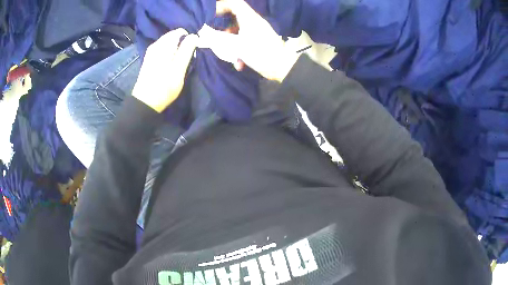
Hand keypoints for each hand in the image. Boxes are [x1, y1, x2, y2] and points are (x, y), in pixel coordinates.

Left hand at [132, 28, 197, 112]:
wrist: (145, 102)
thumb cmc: (164, 86)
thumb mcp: (179, 68)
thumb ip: (187, 50)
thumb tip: (194, 35)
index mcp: (164, 45)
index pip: (180, 31)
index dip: (189, 38)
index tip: (193, 50)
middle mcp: (156, 44)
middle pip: (173, 36)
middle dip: (183, 43)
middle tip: (187, 57)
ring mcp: (151, 51)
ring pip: (168, 42)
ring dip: (176, 48)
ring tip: (180, 61)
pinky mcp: (149, 58)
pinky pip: (163, 48)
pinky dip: (169, 52)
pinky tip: (171, 62)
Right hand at [198, 0, 298, 82]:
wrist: (281, 68)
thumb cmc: (260, 53)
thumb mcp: (236, 45)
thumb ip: (219, 38)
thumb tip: (205, 32)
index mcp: (250, 18)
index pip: (235, 3)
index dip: (221, 6)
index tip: (210, 15)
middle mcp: (254, 22)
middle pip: (234, 17)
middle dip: (223, 28)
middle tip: (215, 36)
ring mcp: (257, 32)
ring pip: (238, 31)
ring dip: (231, 42)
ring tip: (228, 54)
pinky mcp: (259, 41)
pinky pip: (245, 41)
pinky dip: (239, 50)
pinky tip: (239, 63)